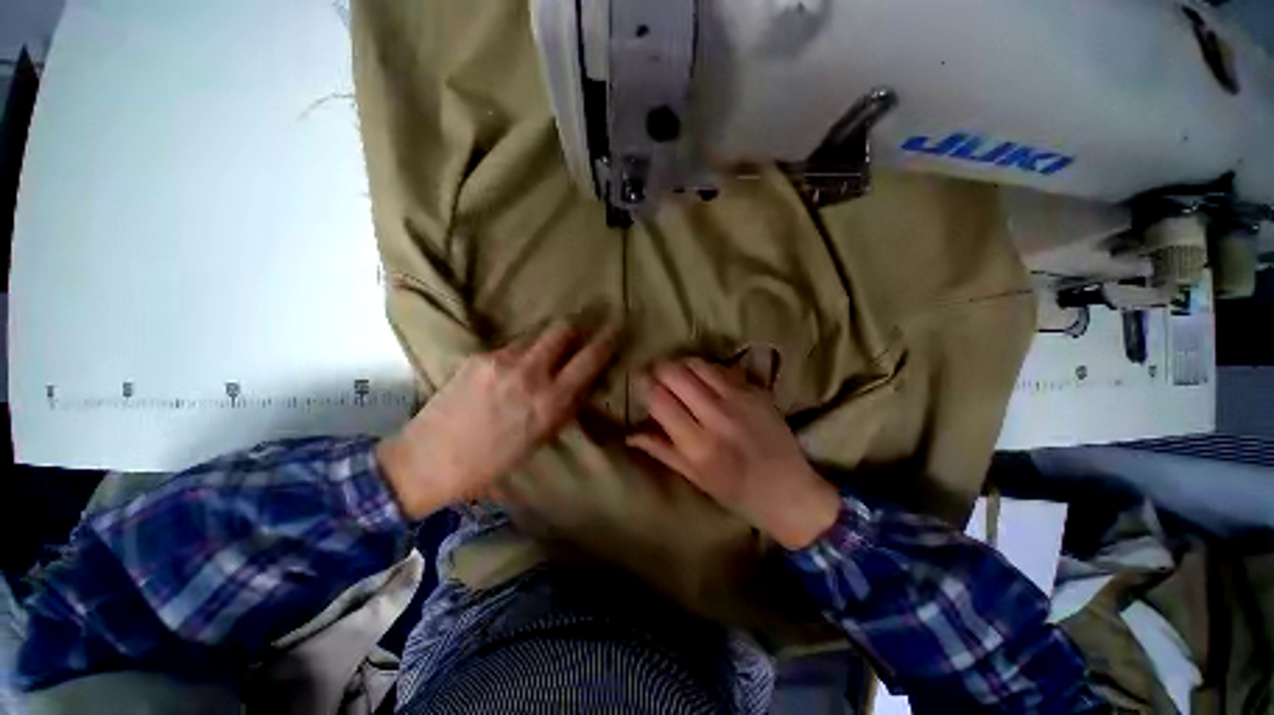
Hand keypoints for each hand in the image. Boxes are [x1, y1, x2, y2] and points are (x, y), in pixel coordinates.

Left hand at [378, 322, 616, 517]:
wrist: (428, 460)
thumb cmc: (492, 462)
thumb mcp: (539, 439)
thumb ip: (565, 407)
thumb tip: (582, 383)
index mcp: (550, 401)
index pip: (590, 358)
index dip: (606, 342)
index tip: (613, 333)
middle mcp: (530, 373)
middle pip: (563, 328)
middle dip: (574, 329)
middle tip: (576, 338)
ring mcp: (501, 360)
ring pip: (536, 334)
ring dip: (546, 342)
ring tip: (542, 356)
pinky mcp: (479, 357)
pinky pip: (511, 346)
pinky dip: (520, 353)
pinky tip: (510, 370)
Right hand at [628, 359, 839, 549]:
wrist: (790, 491)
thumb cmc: (737, 492)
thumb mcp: (695, 478)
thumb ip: (661, 450)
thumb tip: (629, 434)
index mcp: (698, 445)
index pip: (659, 399)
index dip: (644, 386)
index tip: (640, 384)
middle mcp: (717, 416)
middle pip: (675, 374)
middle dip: (659, 370)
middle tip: (656, 376)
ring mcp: (740, 399)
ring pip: (698, 364)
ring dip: (681, 365)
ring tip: (678, 376)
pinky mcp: (757, 391)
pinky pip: (722, 368)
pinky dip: (706, 369)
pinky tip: (704, 379)